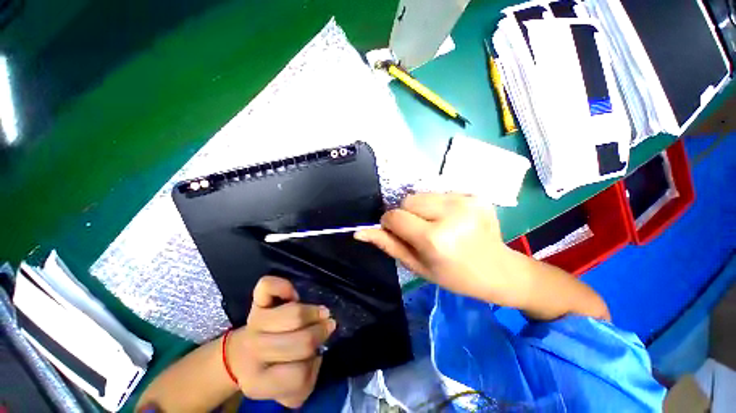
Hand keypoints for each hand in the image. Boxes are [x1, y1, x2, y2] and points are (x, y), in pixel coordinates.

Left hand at [227, 276, 335, 407]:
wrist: (242, 355)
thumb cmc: (273, 369)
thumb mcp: (287, 389)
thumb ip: (305, 382)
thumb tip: (316, 357)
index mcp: (258, 382)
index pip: (299, 375)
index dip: (314, 363)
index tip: (319, 352)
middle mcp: (254, 352)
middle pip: (300, 341)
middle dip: (319, 333)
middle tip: (327, 326)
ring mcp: (254, 323)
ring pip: (293, 314)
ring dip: (312, 313)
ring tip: (320, 313)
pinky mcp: (256, 302)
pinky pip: (269, 287)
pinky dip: (284, 286)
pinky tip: (293, 294)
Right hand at [355, 193, 529, 307]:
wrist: (498, 270)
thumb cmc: (453, 275)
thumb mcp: (417, 265)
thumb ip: (388, 245)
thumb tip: (359, 232)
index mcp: (435, 238)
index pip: (395, 216)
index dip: (390, 223)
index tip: (399, 233)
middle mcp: (450, 214)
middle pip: (408, 200)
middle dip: (407, 214)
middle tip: (421, 231)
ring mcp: (466, 201)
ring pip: (422, 194)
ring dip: (422, 208)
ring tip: (437, 225)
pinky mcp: (475, 195)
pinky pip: (440, 193)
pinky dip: (438, 205)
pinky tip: (452, 220)